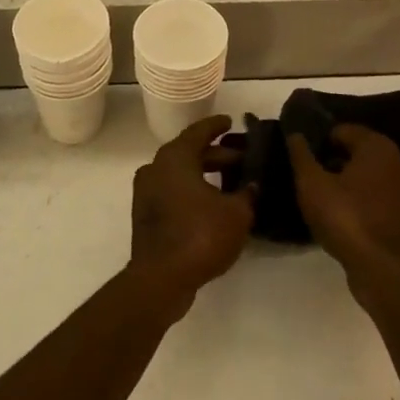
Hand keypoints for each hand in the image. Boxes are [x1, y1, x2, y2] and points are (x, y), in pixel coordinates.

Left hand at [128, 115, 254, 305]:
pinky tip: (214, 202)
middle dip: (217, 154)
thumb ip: (248, 193)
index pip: (198, 132)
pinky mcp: (147, 214)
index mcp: (175, 158)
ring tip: (233, 181)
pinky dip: (193, 190)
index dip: (216, 126)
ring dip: (205, 174)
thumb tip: (253, 184)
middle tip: (243, 158)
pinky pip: (173, 191)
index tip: (231, 121)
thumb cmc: (201, 235)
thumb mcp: (237, 213)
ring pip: (180, 173)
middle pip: (189, 153)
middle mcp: (156, 168)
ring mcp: (147, 192)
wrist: (161, 278)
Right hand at [287, 124, 399, 292]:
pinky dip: (369, 197)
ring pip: (375, 173)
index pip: (345, 130)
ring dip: (354, 179)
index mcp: (378, 146)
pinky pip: (384, 194)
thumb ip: (301, 155)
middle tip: (316, 177)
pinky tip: (351, 213)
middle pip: (362, 150)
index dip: (322, 141)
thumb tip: (295, 134)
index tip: (307, 159)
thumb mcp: (311, 184)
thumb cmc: (344, 218)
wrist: (381, 268)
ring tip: (331, 197)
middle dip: (338, 159)